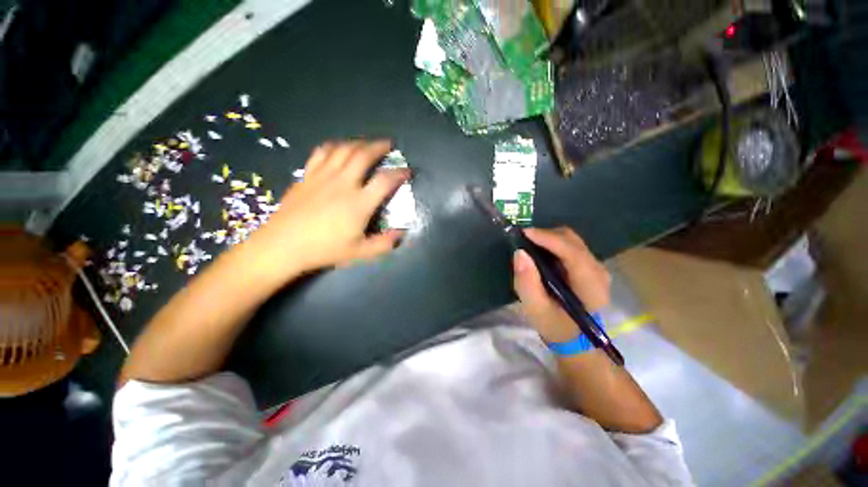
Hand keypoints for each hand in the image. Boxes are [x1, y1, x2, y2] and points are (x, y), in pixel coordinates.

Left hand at [242, 140, 409, 283]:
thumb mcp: (360, 252)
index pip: (385, 181)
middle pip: (363, 155)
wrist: (283, 245)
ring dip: (359, 143)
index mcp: (359, 203)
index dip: (400, 173)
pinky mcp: (307, 175)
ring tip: (367, 143)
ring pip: (343, 149)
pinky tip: (338, 148)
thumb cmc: (324, 249)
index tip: (408, 171)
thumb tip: (401, 234)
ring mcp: (323, 176)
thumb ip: (384, 244)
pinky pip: (322, 152)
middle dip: (379, 146)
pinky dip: (334, 146)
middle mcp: (343, 183)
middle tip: (389, 144)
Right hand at [512, 227, 610, 342]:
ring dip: (548, 238)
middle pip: (572, 241)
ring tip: (528, 244)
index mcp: (591, 287)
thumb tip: (520, 252)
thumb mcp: (535, 308)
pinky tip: (540, 251)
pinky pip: (570, 244)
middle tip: (522, 239)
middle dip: (546, 236)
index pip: (573, 254)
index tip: (525, 233)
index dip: (549, 239)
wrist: (572, 335)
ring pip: (571, 239)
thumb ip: (527, 282)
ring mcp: (596, 266)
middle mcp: (599, 271)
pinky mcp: (589, 264)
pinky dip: (552, 243)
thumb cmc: (554, 324)